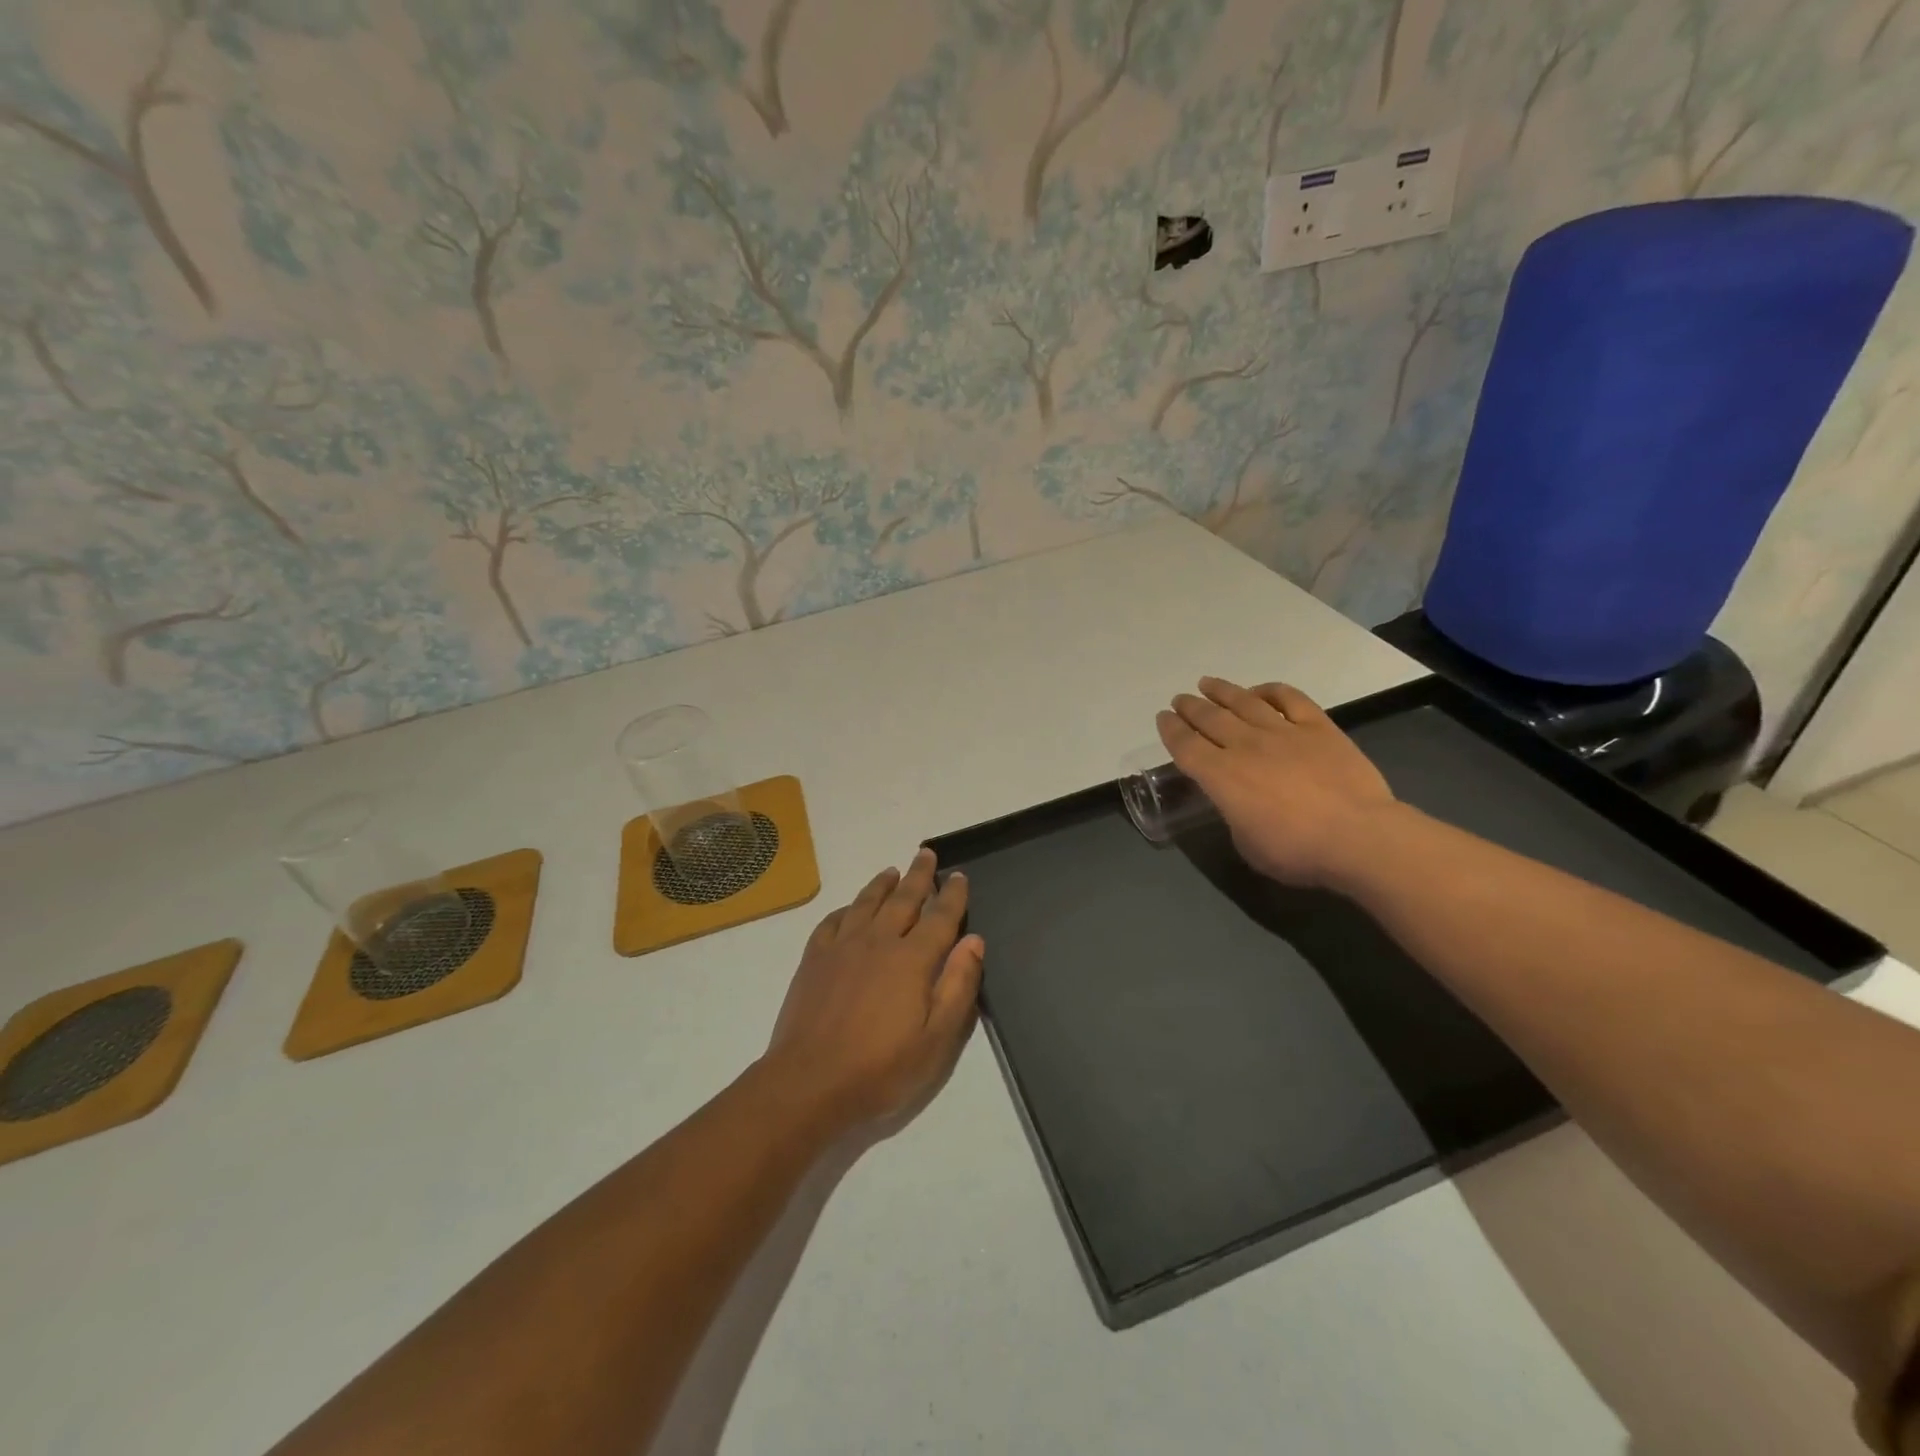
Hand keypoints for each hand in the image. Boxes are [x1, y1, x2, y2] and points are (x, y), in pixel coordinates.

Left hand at [763, 848, 984, 1132]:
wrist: (810, 1083)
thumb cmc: (881, 1068)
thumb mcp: (937, 1039)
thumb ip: (958, 986)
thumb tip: (974, 940)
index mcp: (912, 959)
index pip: (940, 916)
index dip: (952, 894)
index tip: (958, 875)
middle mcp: (878, 941)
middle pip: (903, 899)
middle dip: (918, 875)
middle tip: (926, 853)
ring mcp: (842, 947)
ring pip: (866, 903)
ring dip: (882, 884)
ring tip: (892, 871)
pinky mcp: (814, 959)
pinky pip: (832, 921)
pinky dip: (846, 908)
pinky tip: (849, 908)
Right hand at [1158, 677, 1397, 889]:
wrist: (1358, 837)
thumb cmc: (1297, 851)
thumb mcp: (1247, 844)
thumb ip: (1235, 816)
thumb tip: (1238, 803)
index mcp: (1221, 776)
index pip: (1185, 745)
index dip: (1170, 729)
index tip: (1162, 718)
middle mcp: (1245, 746)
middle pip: (1209, 718)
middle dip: (1190, 707)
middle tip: (1180, 699)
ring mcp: (1283, 732)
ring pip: (1244, 702)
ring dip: (1222, 691)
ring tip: (1207, 683)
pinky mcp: (1318, 728)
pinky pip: (1290, 699)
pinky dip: (1271, 690)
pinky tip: (1261, 691)